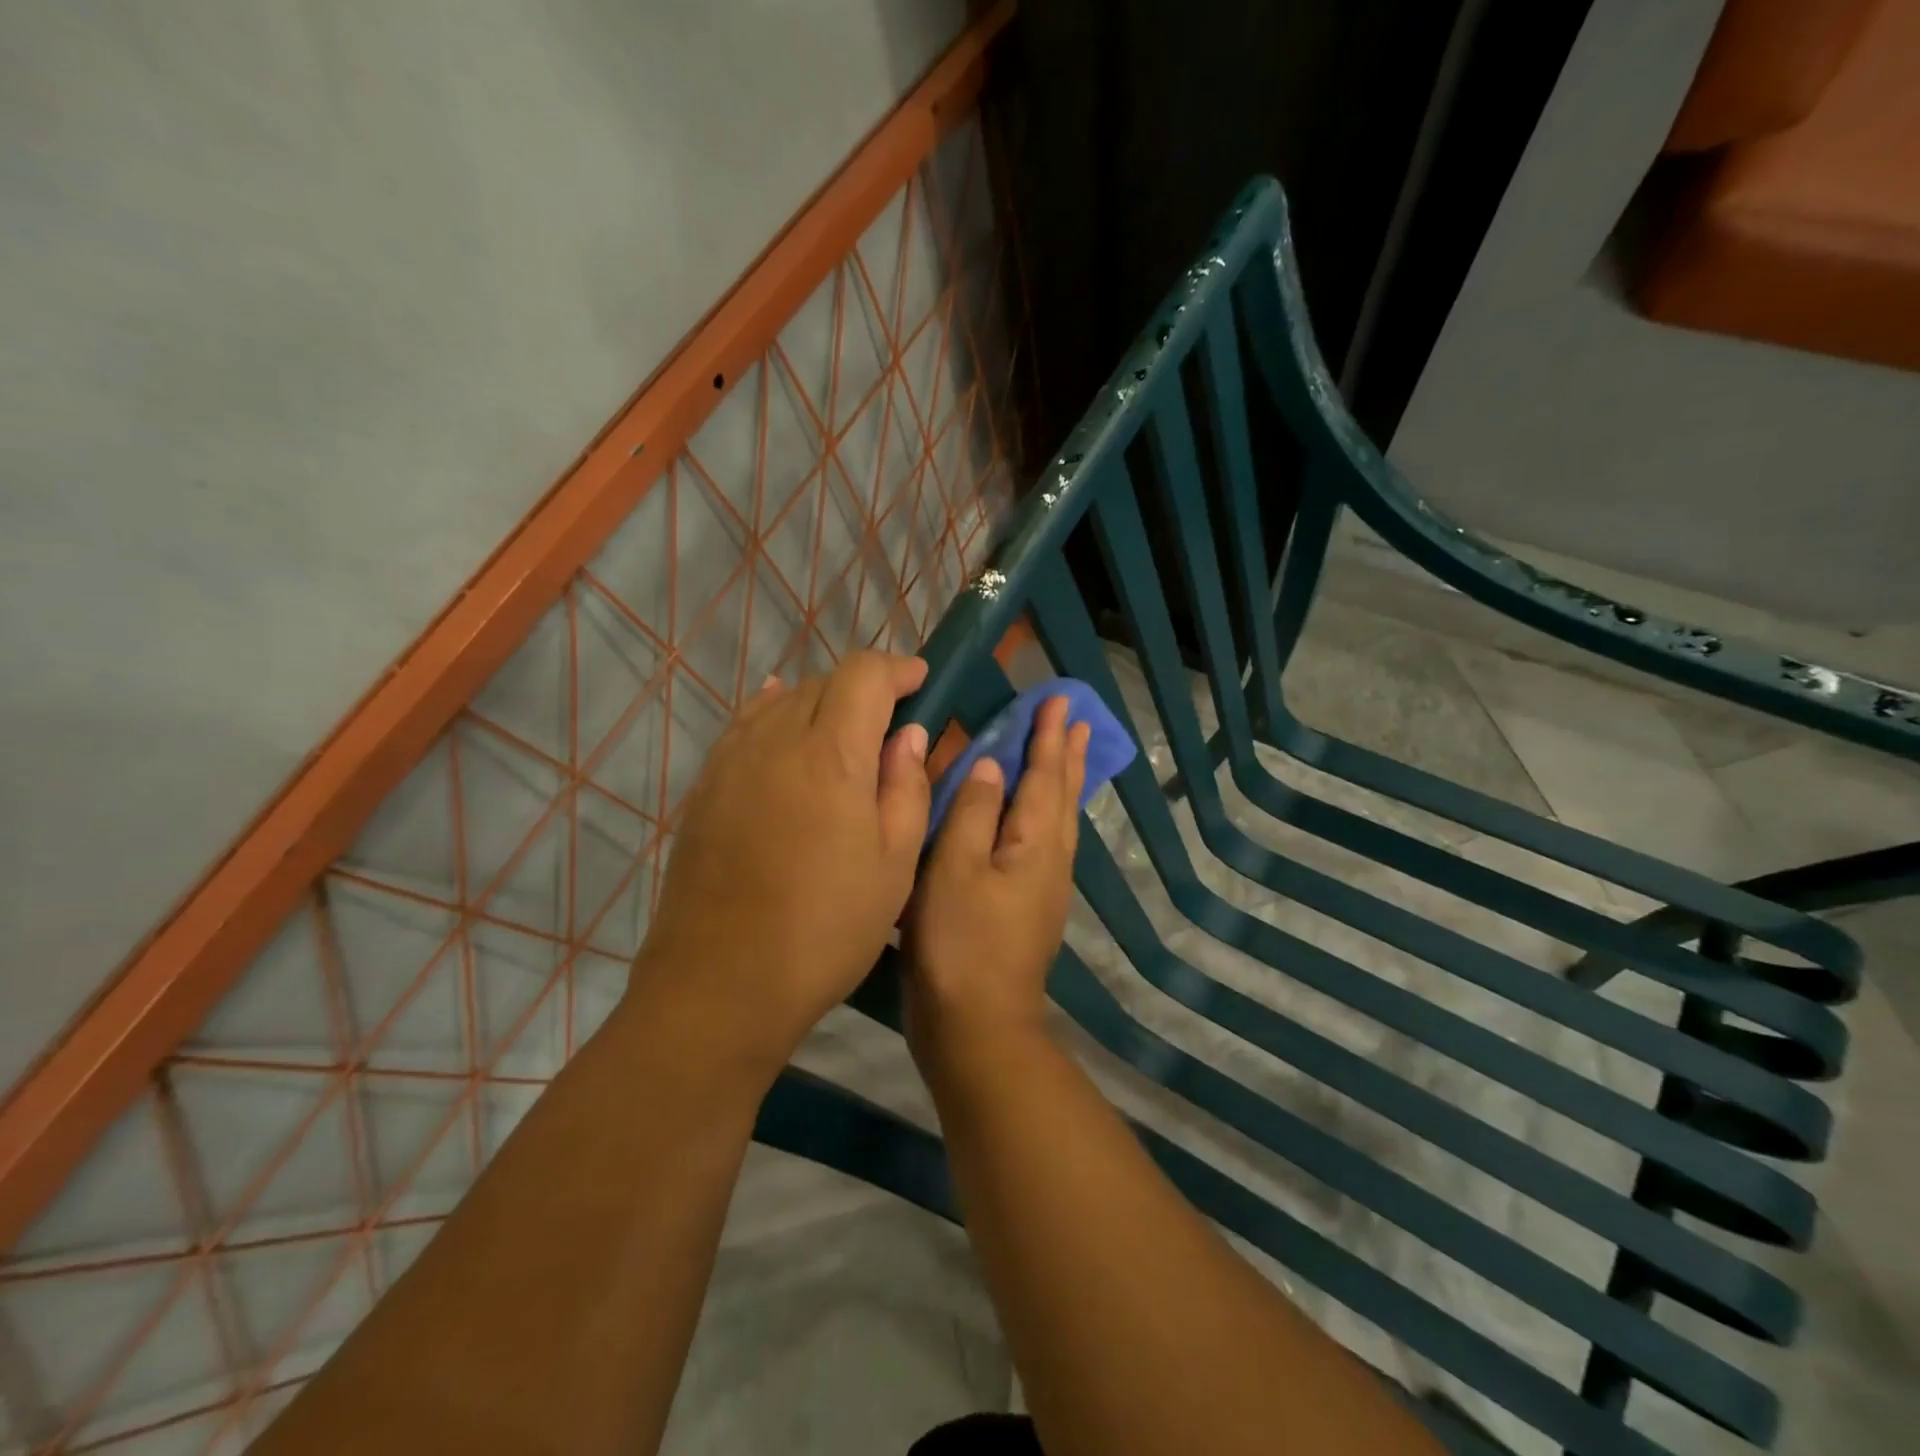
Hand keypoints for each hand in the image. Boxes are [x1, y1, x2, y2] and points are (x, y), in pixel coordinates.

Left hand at [629, 651, 931, 1076]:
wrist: (722, 983)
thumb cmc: (827, 927)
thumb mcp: (894, 864)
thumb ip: (906, 787)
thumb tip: (907, 735)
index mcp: (830, 755)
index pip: (864, 676)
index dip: (897, 669)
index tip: (922, 681)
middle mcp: (775, 741)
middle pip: (823, 683)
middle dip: (864, 689)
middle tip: (891, 722)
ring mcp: (732, 762)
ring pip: (782, 702)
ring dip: (821, 703)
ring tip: (845, 732)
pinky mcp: (706, 788)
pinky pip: (745, 727)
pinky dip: (774, 715)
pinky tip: (783, 723)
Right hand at [904, 696, 1089, 1061]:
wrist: (976, 1025)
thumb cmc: (959, 941)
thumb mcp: (954, 867)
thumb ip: (972, 812)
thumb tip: (989, 766)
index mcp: (1035, 843)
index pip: (1045, 774)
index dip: (1049, 735)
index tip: (1059, 699)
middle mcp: (1051, 859)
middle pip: (1063, 794)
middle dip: (1067, 754)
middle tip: (1078, 719)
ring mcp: (1045, 887)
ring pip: (1060, 818)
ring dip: (1063, 780)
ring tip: (1067, 754)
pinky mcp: (1031, 908)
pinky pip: (1048, 841)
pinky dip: (1047, 813)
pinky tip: (1036, 818)